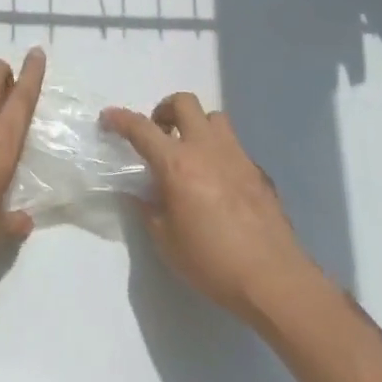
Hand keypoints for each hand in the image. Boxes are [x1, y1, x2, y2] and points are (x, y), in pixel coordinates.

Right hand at [102, 93, 315, 323]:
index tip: (108, 118)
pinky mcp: (258, 171)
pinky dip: (218, 152)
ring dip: (195, 125)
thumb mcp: (166, 240)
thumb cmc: (212, 261)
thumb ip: (150, 209)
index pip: (142, 129)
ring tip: (188, 153)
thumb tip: (143, 194)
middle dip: (164, 110)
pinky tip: (216, 183)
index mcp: (177, 164)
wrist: (273, 279)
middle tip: (158, 134)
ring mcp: (237, 156)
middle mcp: (207, 149)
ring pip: (214, 118)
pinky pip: (233, 146)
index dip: (120, 119)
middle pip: (184, 103)